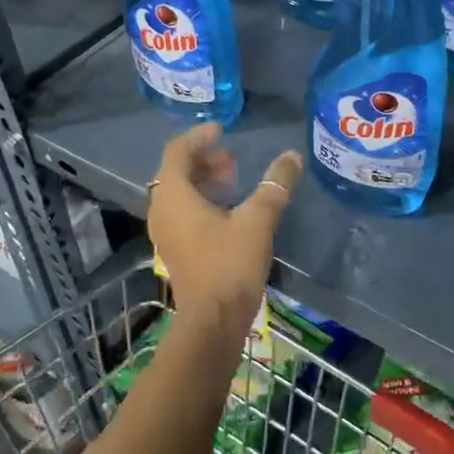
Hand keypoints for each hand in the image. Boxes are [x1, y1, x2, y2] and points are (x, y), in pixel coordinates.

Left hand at [148, 125, 303, 335]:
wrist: (213, 321)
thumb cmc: (230, 265)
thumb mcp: (258, 220)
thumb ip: (275, 185)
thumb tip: (292, 156)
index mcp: (174, 196)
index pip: (177, 152)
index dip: (199, 137)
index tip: (222, 131)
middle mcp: (161, 210)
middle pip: (176, 172)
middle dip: (204, 159)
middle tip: (232, 158)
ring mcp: (165, 232)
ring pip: (179, 193)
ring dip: (204, 181)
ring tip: (233, 179)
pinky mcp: (174, 249)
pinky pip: (182, 212)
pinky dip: (201, 201)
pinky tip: (228, 210)